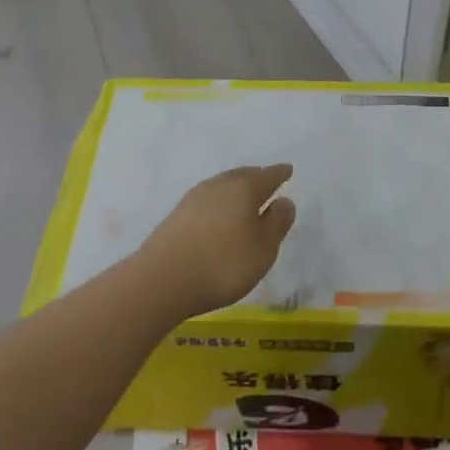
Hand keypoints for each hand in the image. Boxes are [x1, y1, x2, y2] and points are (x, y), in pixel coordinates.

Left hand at [138, 165, 297, 319]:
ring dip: (235, 188)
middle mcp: (219, 185)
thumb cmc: (223, 264)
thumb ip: (277, 224)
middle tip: (266, 180)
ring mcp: (195, 198)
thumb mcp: (263, 249)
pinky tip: (218, 214)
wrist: (161, 279)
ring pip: (223, 185)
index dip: (280, 174)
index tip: (287, 170)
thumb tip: (284, 201)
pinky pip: (207, 199)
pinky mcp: (177, 214)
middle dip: (257, 177)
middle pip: (243, 175)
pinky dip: (219, 202)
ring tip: (243, 197)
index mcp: (244, 189)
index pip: (268, 176)